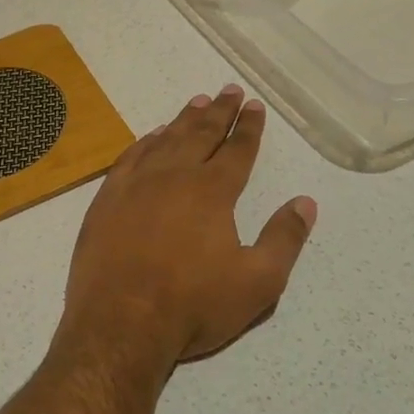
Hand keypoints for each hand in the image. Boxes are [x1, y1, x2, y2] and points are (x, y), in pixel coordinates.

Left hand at [55, 84, 316, 372]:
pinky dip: (144, 142)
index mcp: (212, 192)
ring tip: (197, 102)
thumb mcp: (257, 283)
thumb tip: (305, 202)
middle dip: (219, 112)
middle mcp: (174, 177)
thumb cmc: (193, 306)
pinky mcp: (107, 198)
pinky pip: (130, 157)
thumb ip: (284, 239)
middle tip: (229, 90)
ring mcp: (136, 184)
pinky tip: (151, 136)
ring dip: (184, 120)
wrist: (120, 322)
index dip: (249, 128)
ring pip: (165, 140)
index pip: (237, 150)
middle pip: (201, 134)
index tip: (254, 106)